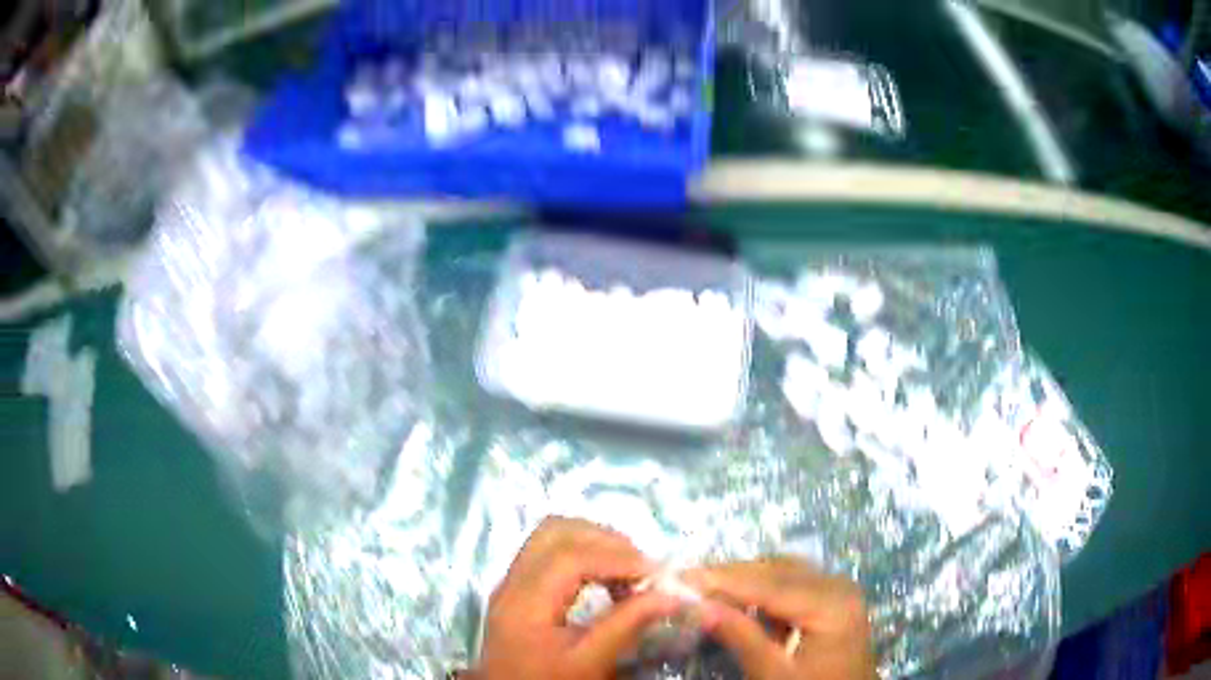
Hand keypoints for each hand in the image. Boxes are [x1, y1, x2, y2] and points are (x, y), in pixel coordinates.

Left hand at [471, 517, 680, 679]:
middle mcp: (513, 581)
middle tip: (640, 566)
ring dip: (592, 542)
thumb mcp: (589, 661)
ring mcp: (511, 582)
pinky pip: (547, 551)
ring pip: (550, 536)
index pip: (570, 557)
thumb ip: (626, 625)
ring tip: (626, 570)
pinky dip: (580, 553)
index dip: (616, 558)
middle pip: (555, 531)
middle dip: (604, 539)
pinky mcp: (517, 589)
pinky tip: (603, 579)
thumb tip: (670, 595)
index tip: (655, 573)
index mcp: (525, 601)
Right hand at [685, 559, 876, 679]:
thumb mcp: (774, 674)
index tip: (683, 577)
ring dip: (745, 579)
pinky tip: (738, 599)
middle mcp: (838, 585)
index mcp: (832, 604)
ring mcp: (838, 589)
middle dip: (731, 575)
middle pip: (777, 570)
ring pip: (783, 571)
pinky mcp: (832, 599)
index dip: (724, 580)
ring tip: (706, 588)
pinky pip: (793, 583)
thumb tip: (699, 607)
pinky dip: (762, 589)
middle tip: (687, 580)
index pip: (770, 584)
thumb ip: (741, 637)